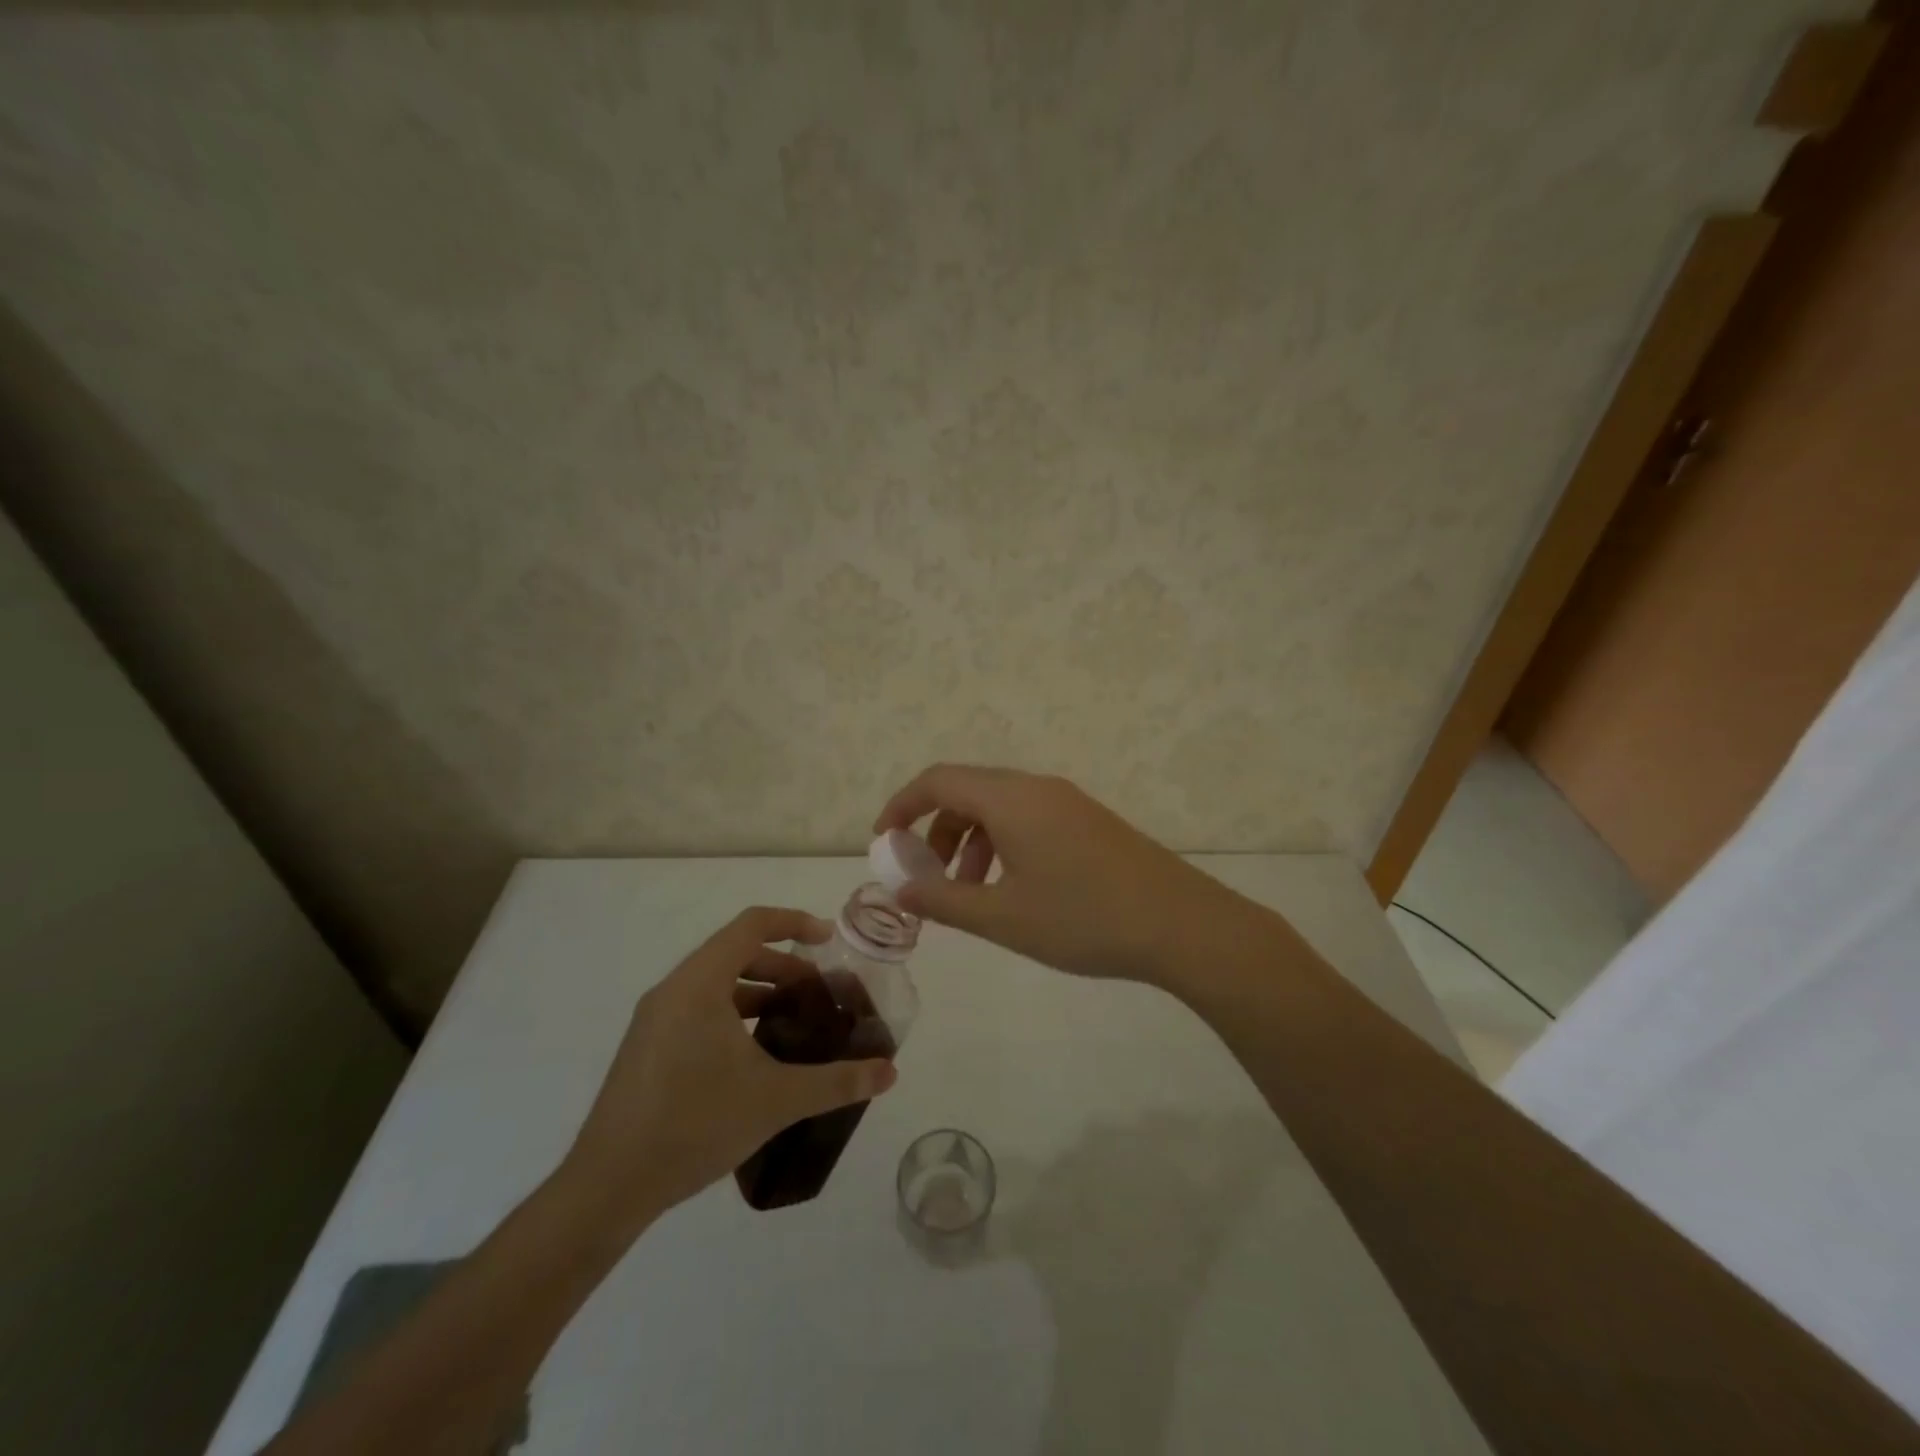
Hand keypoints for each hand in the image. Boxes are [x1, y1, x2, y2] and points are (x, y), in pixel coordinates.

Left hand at [560, 907, 897, 1233]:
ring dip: (759, 992)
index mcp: (700, 984)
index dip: (794, 922)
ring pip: (716, 984)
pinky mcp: (647, 1047)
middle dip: (783, 965)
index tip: (829, 940)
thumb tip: (889, 1073)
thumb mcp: (775, 1100)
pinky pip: (699, 1009)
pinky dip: (734, 1014)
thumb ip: (836, 1082)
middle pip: (736, 953)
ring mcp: (655, 1019)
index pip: (751, 925)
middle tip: (818, 994)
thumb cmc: (693, 1124)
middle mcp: (673, 990)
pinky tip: (755, 1057)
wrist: (607, 1186)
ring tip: (792, 1024)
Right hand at [873, 765, 1258, 987]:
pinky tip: (1014, 889)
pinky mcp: (1089, 820)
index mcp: (1010, 799)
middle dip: (936, 829)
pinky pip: (1029, 818)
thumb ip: (943, 899)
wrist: (1181, 924)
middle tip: (928, 876)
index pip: (938, 780)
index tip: (884, 841)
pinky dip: (1004, 844)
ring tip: (971, 892)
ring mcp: (1068, 801)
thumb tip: (899, 887)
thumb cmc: (1082, 919)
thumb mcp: (1002, 916)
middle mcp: (1037, 787)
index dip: (902, 805)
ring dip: (972, 840)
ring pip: (1000, 807)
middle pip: (968, 790)